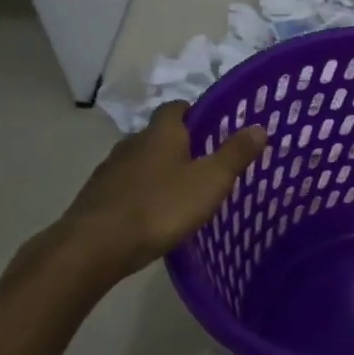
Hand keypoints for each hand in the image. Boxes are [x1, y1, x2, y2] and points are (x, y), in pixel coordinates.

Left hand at [47, 101, 266, 282]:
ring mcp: (110, 170)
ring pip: (140, 162)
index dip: (195, 113)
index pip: (176, 108)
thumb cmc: (160, 207)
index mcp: (161, 133)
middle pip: (158, 135)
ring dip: (158, 171)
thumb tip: (259, 127)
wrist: (94, 246)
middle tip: (204, 163)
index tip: (212, 127)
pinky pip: (126, 186)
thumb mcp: (209, 182)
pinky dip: (140, 193)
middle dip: (179, 145)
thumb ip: (235, 154)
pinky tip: (152, 214)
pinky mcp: (96, 196)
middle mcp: (132, 143)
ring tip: (180, 192)